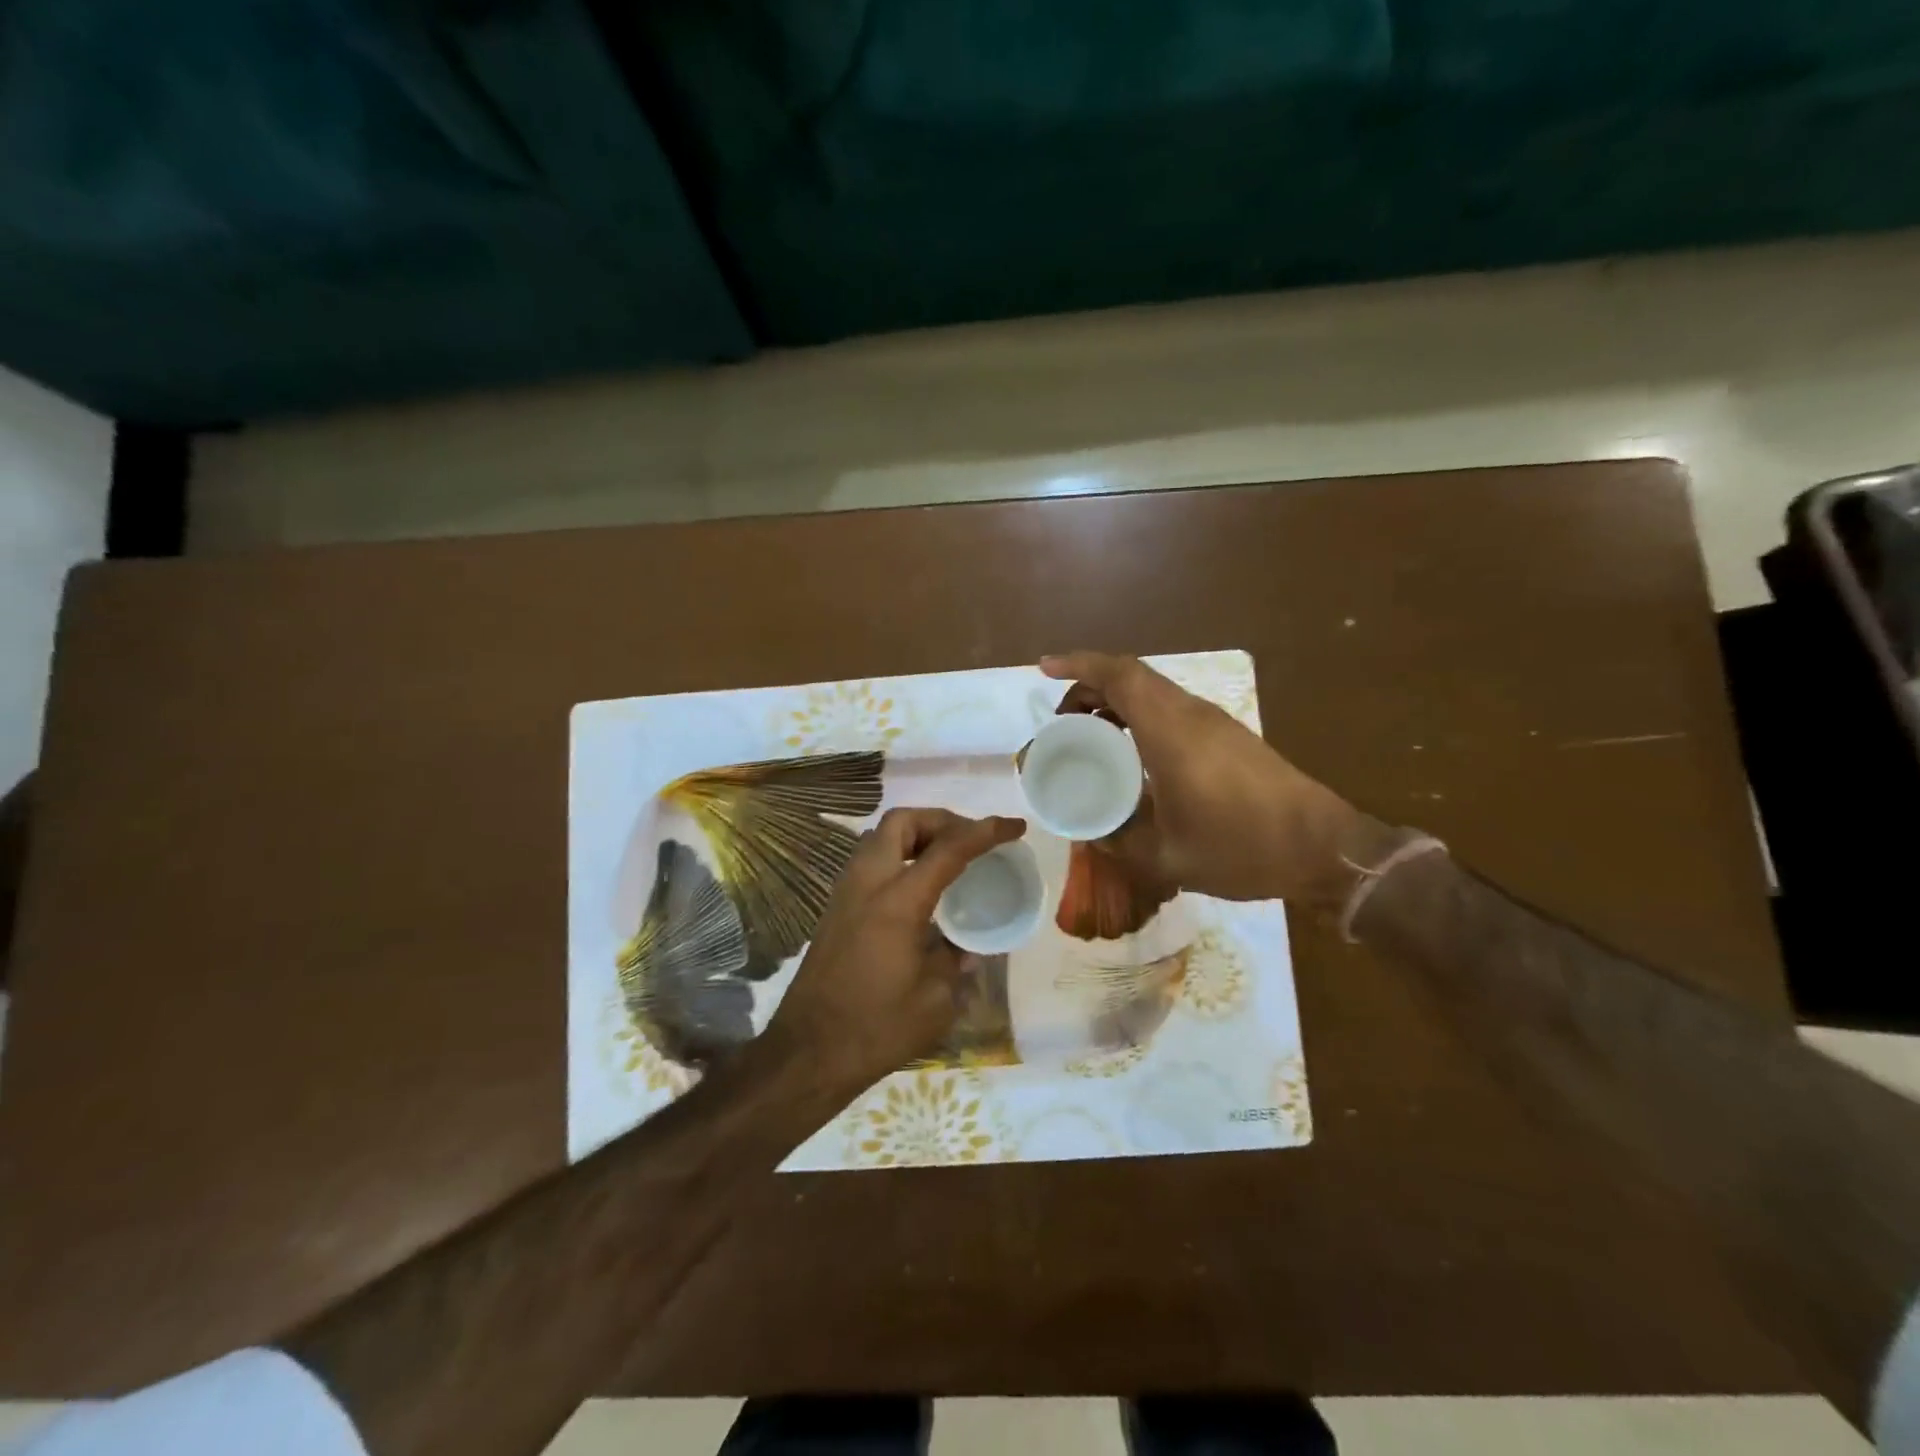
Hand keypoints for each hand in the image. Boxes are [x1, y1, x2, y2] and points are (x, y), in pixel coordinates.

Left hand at [766, 807, 1025, 1095]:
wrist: (808, 1052)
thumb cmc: (877, 1028)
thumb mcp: (936, 1000)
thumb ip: (956, 960)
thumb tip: (966, 947)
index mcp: (898, 901)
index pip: (949, 849)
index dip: (986, 832)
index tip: (1015, 826)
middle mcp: (867, 883)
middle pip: (901, 821)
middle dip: (941, 819)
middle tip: (970, 840)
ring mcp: (845, 893)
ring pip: (880, 836)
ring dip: (916, 835)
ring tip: (947, 859)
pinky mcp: (835, 909)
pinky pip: (869, 860)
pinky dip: (898, 856)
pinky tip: (918, 887)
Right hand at [1042, 652, 1389, 912]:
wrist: (1322, 848)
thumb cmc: (1241, 847)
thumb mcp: (1167, 856)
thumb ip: (1121, 841)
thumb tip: (1092, 832)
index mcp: (1170, 733)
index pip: (1119, 676)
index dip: (1079, 665)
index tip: (1045, 668)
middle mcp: (1191, 715)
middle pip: (1132, 677)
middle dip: (1089, 687)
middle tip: (1062, 721)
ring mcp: (1214, 722)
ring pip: (1153, 690)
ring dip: (1116, 700)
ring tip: (1089, 735)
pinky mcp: (1228, 735)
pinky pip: (1171, 708)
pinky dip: (1139, 714)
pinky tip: (1132, 752)